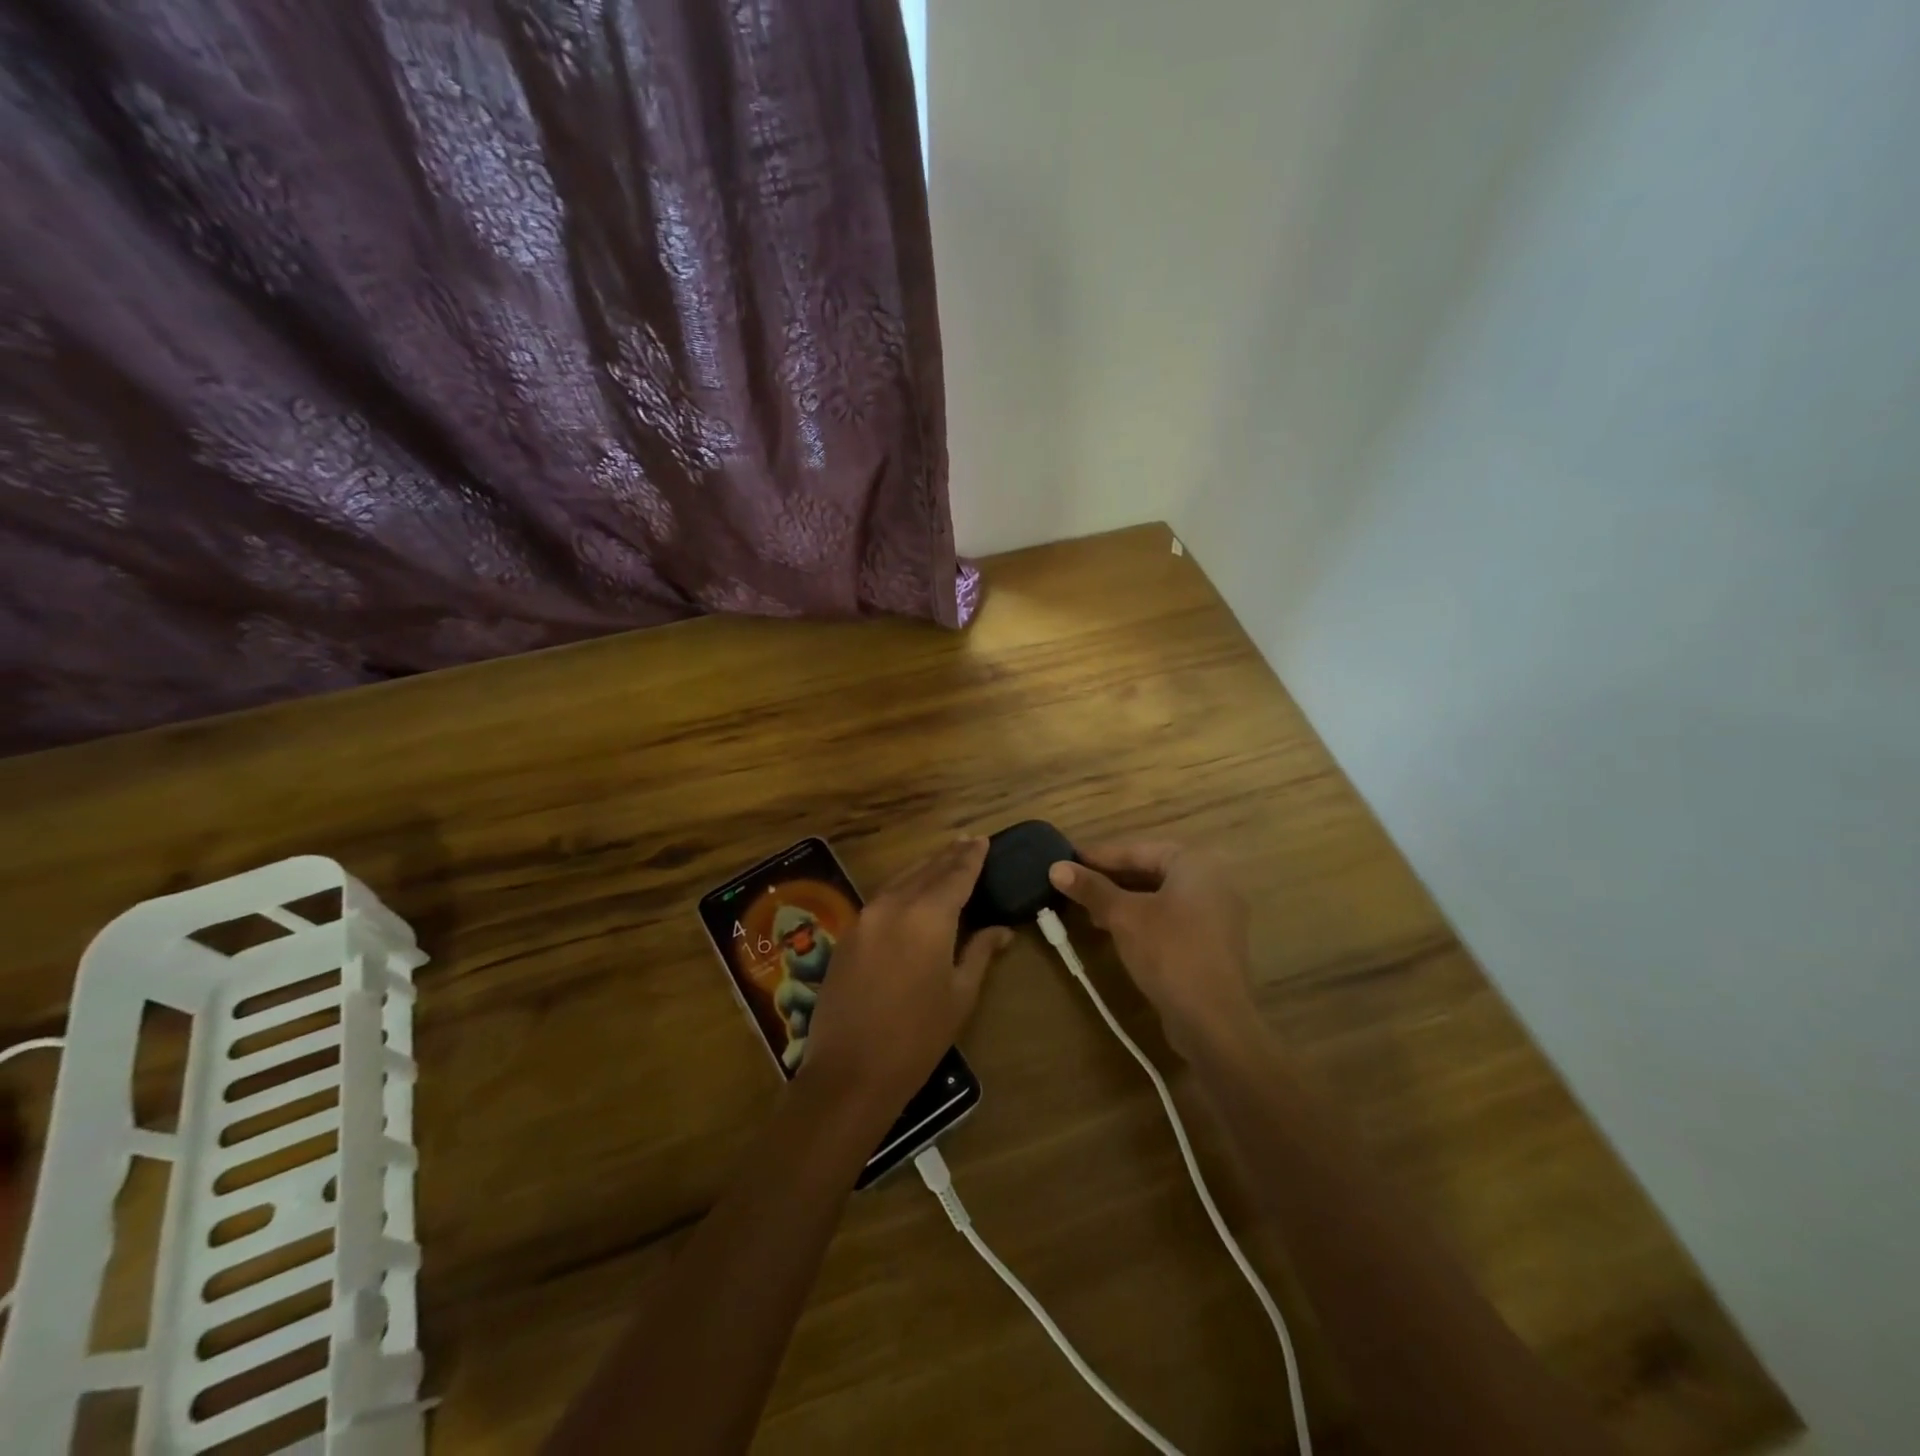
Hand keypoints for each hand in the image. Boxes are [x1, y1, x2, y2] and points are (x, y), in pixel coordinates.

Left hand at [799, 838, 1011, 1110]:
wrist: (850, 1071)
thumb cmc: (917, 1037)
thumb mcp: (960, 995)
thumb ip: (979, 952)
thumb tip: (1001, 930)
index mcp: (928, 916)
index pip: (955, 875)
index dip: (971, 857)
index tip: (983, 841)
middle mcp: (894, 905)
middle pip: (926, 871)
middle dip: (949, 857)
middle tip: (967, 842)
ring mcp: (865, 917)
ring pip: (900, 879)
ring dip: (924, 868)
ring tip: (943, 860)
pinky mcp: (848, 934)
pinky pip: (881, 898)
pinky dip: (902, 887)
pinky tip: (911, 891)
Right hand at [1048, 841, 1257, 1057]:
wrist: (1214, 1020)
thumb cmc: (1169, 952)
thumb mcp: (1124, 916)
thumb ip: (1091, 889)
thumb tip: (1055, 867)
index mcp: (1196, 863)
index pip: (1139, 850)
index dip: (1100, 856)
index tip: (1067, 860)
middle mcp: (1213, 881)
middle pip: (1151, 871)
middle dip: (1111, 879)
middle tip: (1075, 885)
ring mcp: (1217, 915)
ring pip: (1160, 897)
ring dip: (1124, 901)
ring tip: (1089, 910)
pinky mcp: (1213, 944)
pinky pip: (1172, 919)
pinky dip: (1143, 919)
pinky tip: (1116, 932)